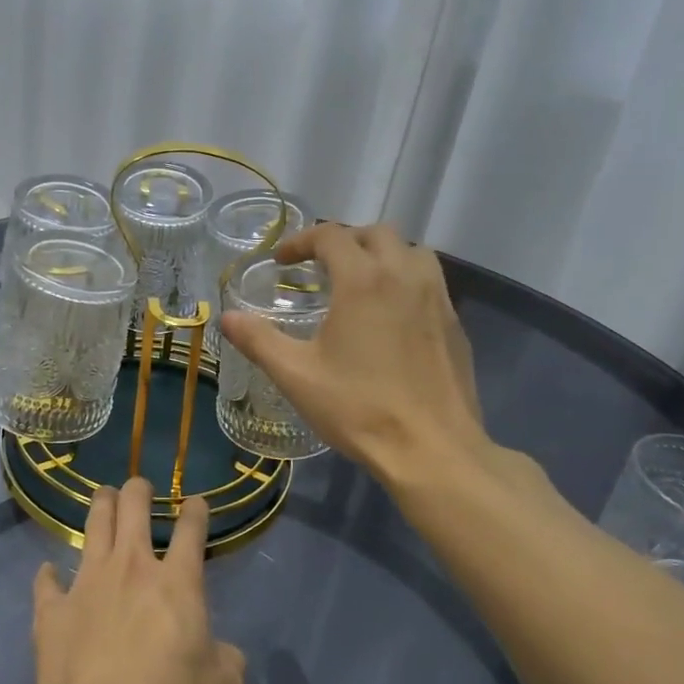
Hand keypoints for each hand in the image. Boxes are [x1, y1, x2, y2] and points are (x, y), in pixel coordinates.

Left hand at [31, 479, 245, 683]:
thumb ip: (226, 659)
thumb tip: (220, 653)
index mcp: (177, 582)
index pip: (191, 530)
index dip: (196, 510)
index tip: (196, 502)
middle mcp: (131, 568)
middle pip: (133, 508)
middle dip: (138, 489)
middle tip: (139, 487)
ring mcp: (87, 583)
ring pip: (93, 526)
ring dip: (100, 506)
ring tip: (103, 497)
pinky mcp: (53, 610)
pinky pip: (47, 583)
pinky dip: (48, 576)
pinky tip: (48, 571)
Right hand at [220, 222, 488, 486]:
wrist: (431, 449)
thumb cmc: (358, 408)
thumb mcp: (296, 375)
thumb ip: (258, 340)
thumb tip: (227, 317)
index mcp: (363, 280)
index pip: (331, 236)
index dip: (301, 241)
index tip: (282, 262)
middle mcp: (404, 276)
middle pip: (376, 233)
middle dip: (344, 240)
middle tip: (320, 267)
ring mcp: (438, 298)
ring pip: (412, 251)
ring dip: (382, 254)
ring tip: (360, 281)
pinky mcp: (456, 324)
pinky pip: (431, 282)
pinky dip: (406, 280)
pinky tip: (392, 316)